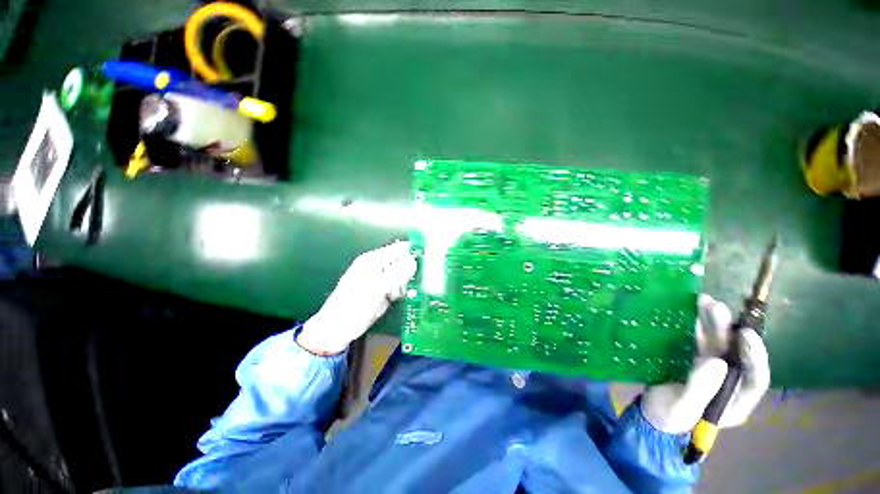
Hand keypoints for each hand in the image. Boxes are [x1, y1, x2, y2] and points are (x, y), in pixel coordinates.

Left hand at [297, 241, 416, 355]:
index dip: (413, 251)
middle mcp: (379, 267)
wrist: (337, 330)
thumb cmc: (353, 306)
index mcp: (373, 260)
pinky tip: (406, 296)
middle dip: (413, 269)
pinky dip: (404, 291)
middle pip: (402, 261)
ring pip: (403, 275)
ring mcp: (382, 280)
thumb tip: (414, 261)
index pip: (398, 249)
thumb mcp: (376, 289)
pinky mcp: (384, 292)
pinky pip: (399, 287)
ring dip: (409, 282)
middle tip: (422, 279)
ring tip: (410, 291)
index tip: (430, 259)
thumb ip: (396, 274)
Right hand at [641, 294, 770, 433]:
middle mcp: (731, 383)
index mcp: (736, 401)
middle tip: (717, 307)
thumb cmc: (667, 416)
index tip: (745, 333)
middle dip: (730, 331)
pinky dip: (698, 326)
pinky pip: (702, 341)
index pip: (756, 378)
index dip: (755, 355)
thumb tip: (718, 362)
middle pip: (736, 355)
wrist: (650, 412)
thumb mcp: (682, 408)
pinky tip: (693, 312)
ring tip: (704, 301)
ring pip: (720, 344)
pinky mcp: (697, 361)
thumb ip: (700, 388)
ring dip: (714, 323)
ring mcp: (713, 371)